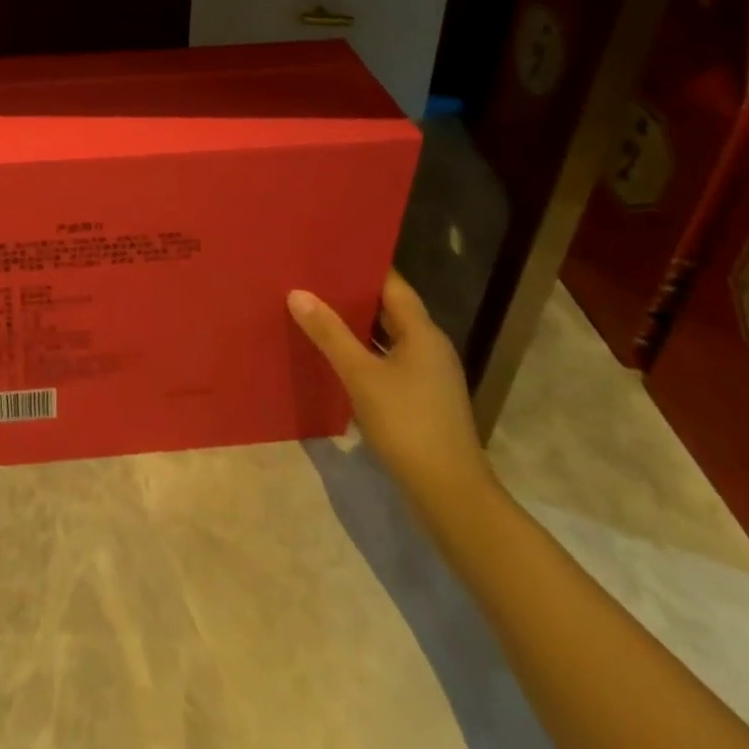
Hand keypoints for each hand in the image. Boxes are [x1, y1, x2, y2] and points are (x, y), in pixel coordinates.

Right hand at [288, 273, 494, 508]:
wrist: (451, 497)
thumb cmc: (408, 425)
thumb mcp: (362, 376)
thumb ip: (330, 333)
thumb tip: (297, 292)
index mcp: (422, 332)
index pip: (391, 283)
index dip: (361, 265)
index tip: (327, 251)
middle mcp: (429, 346)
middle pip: (388, 308)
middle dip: (351, 294)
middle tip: (310, 278)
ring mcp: (427, 375)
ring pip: (386, 336)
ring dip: (355, 325)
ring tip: (314, 310)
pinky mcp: (420, 399)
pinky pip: (387, 360)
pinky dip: (363, 353)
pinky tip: (333, 355)